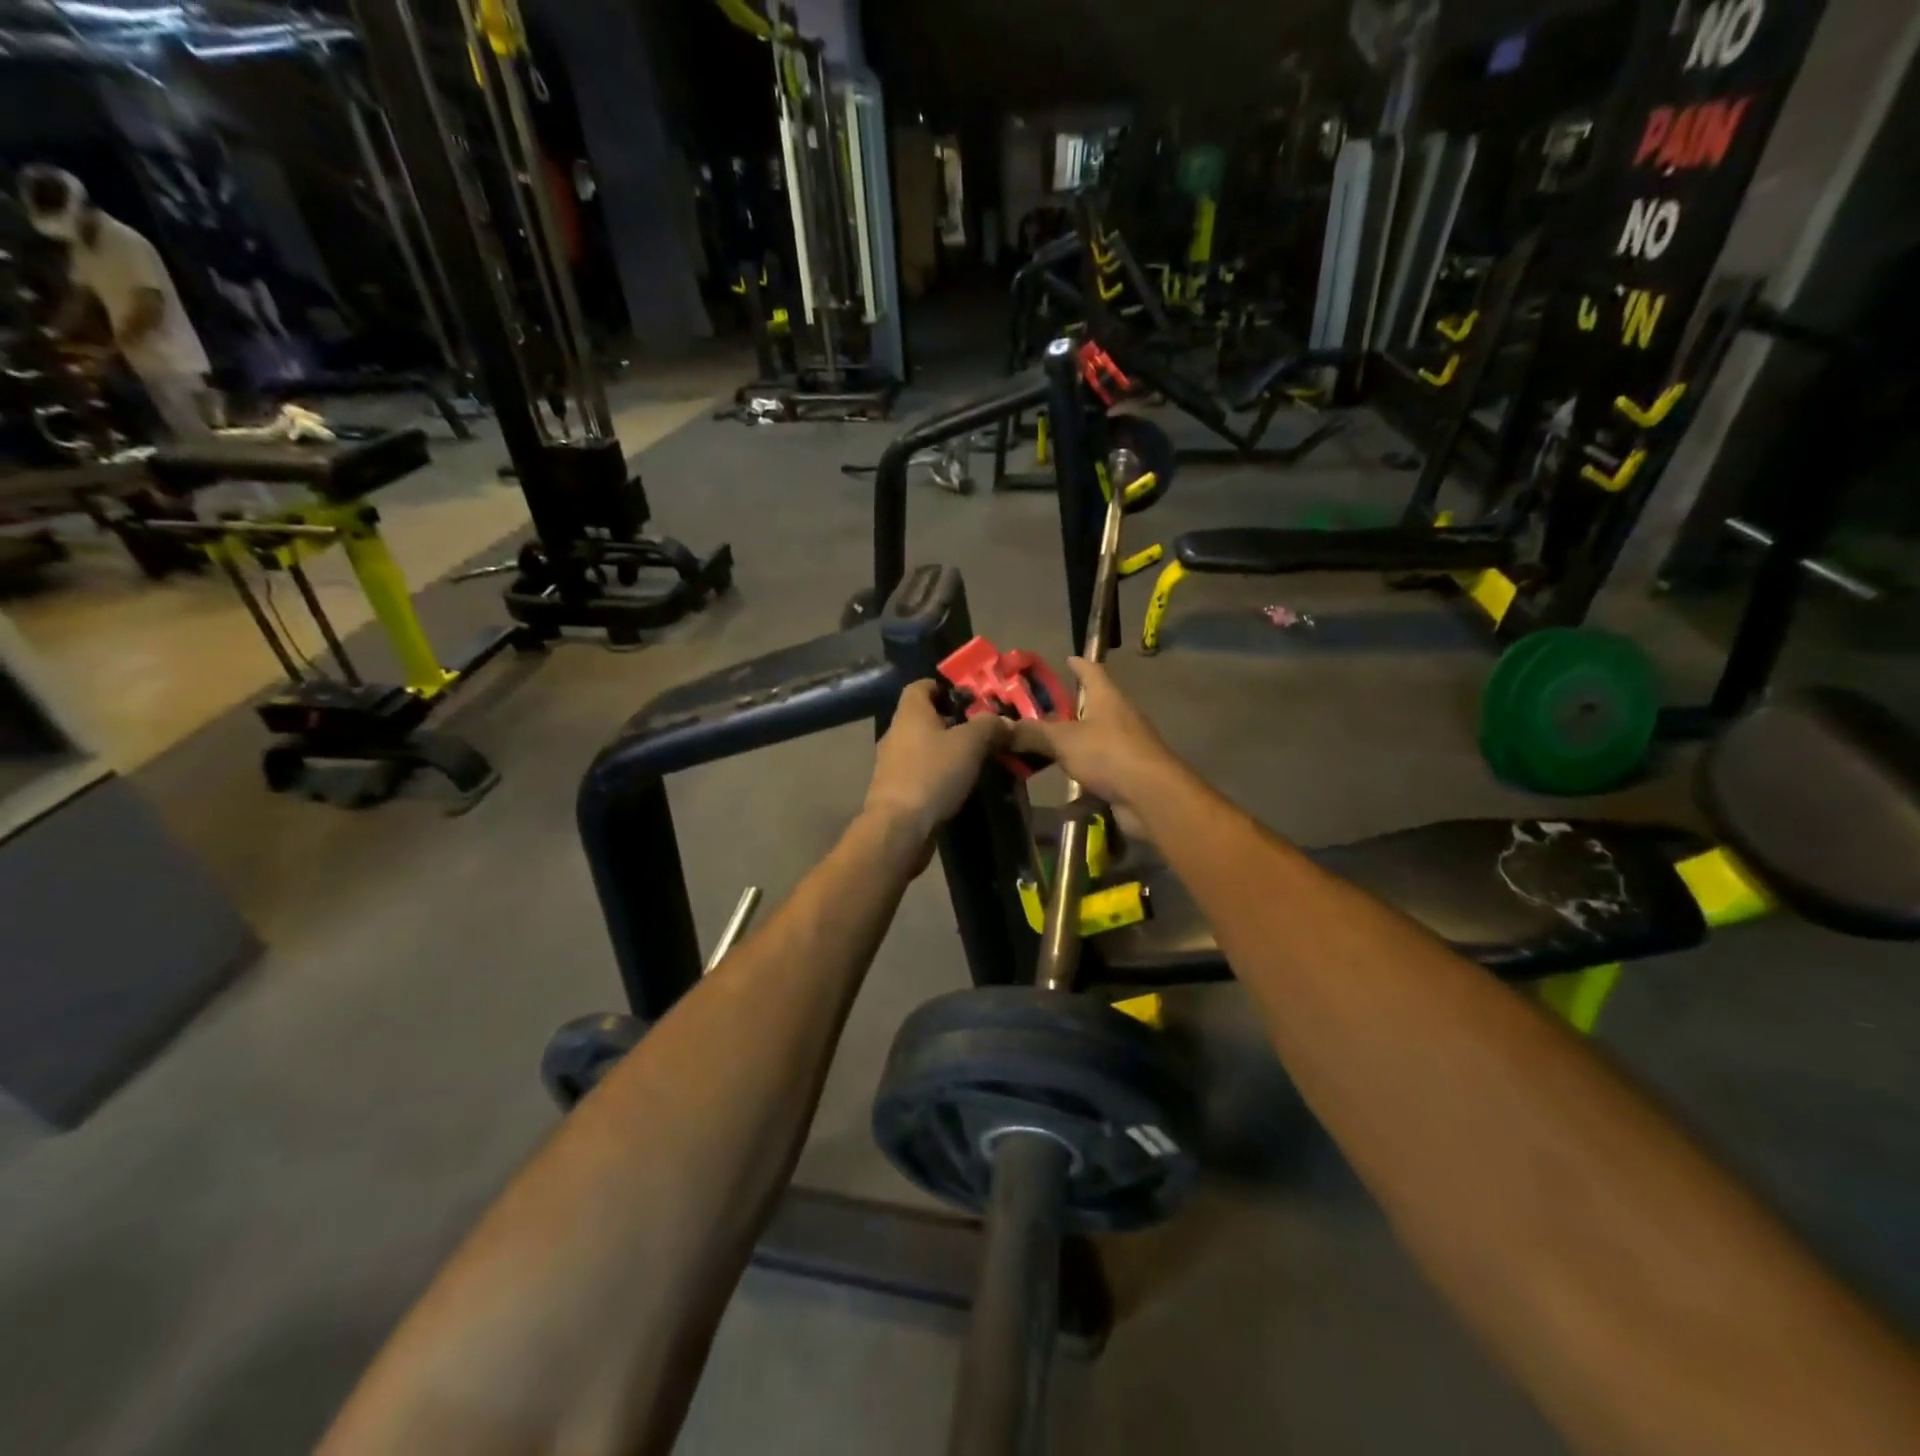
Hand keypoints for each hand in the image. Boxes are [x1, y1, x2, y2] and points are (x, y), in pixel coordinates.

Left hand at [863, 680, 1010, 846]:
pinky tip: (959, 784)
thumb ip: (990, 726)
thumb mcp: (970, 743)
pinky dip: (939, 774)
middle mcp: (896, 733)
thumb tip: (1005, 721)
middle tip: (984, 730)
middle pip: (925, 717)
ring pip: (924, 747)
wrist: (899, 827)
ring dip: (947, 750)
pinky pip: (921, 772)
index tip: (971, 699)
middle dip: (953, 722)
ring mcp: (892, 763)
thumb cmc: (933, 774)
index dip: (945, 687)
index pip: (921, 686)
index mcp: (910, 712)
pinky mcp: (895, 790)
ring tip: (977, 759)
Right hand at [1008, 657, 1178, 809]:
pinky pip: (1098, 778)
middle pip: (1092, 709)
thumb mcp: (1062, 740)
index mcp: (1106, 698)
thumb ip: (1032, 733)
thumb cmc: (1108, 754)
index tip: (1067, 659)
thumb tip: (1000, 727)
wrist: (1151, 797)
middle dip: (1068, 711)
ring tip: (1043, 754)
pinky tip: (1062, 805)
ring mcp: (1125, 749)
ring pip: (1093, 744)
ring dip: (1072, 750)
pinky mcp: (1127, 777)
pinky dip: (1082, 789)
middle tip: (1038, 713)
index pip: (1091, 671)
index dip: (1078, 665)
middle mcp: (1119, 719)